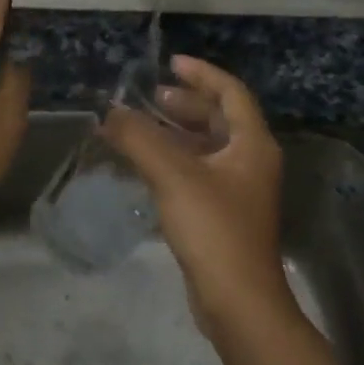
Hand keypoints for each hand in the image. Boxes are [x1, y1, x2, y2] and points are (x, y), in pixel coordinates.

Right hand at [100, 55, 290, 330]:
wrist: (237, 300)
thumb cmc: (213, 229)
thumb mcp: (173, 176)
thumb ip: (139, 139)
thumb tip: (110, 112)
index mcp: (252, 144)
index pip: (231, 93)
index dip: (201, 74)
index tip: (169, 64)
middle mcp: (251, 162)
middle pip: (220, 119)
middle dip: (185, 104)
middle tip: (149, 98)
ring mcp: (239, 190)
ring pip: (207, 147)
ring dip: (175, 133)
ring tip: (140, 127)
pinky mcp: (223, 214)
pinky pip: (198, 173)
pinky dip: (173, 161)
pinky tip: (145, 165)